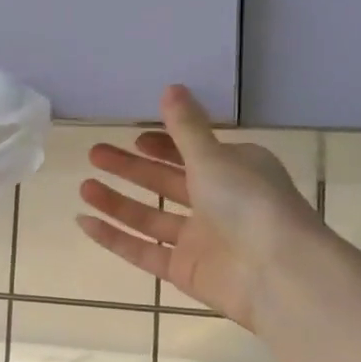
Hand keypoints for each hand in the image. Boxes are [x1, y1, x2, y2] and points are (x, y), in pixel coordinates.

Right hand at [77, 84, 321, 329]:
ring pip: (150, 217)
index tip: (134, 137)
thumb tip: (172, 87)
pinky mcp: (185, 271)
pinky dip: (115, 238)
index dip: (162, 144)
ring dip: (117, 202)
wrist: (276, 274)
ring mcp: (201, 240)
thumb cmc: (250, 203)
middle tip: (95, 154)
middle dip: (130, 168)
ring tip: (84, 185)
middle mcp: (219, 204)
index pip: (192, 153)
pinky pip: (144, 251)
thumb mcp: (214, 157)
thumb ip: (186, 127)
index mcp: (234, 172)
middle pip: (166, 182)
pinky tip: (85, 222)